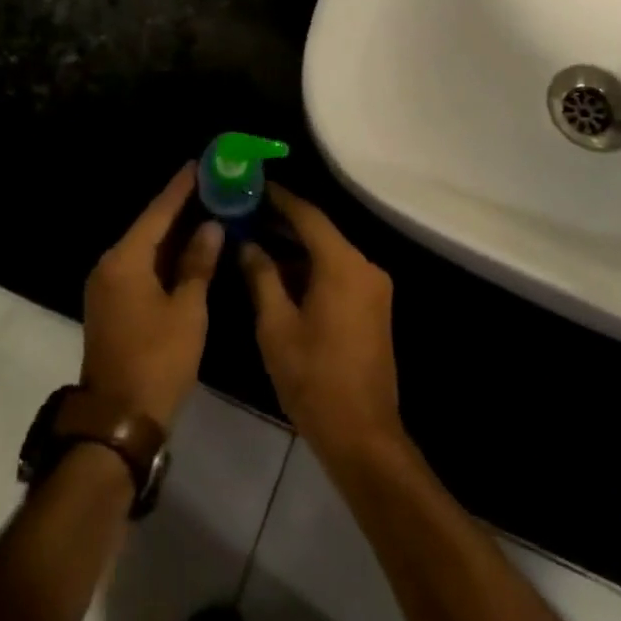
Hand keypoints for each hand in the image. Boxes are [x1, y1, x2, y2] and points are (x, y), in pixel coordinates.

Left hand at [81, 164, 222, 425]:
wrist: (119, 419)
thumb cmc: (157, 360)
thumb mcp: (187, 311)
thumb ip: (198, 264)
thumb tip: (210, 226)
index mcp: (125, 260)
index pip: (158, 212)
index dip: (180, 188)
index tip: (200, 163)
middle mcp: (111, 265)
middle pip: (150, 226)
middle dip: (180, 206)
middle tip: (212, 183)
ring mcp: (109, 286)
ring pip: (146, 247)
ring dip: (174, 231)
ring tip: (208, 207)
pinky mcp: (114, 304)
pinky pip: (142, 265)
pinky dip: (166, 255)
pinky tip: (190, 248)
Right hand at [241, 182, 403, 467]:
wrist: (362, 435)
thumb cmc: (313, 378)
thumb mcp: (276, 326)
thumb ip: (261, 277)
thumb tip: (247, 244)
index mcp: (343, 265)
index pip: (308, 216)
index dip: (280, 199)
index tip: (253, 185)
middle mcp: (365, 267)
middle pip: (321, 232)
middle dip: (284, 222)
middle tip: (247, 212)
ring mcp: (373, 288)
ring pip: (330, 254)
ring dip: (296, 248)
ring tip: (256, 239)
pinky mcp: (373, 308)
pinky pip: (339, 274)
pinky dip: (312, 269)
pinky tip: (281, 273)